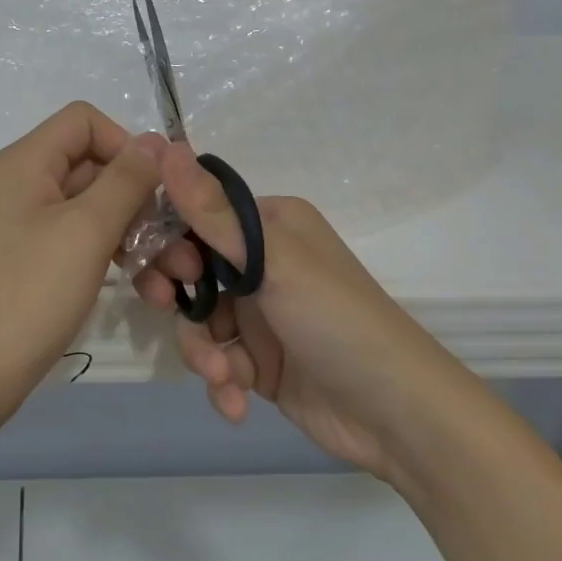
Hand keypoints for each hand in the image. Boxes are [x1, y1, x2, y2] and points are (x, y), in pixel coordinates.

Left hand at [0, 103, 164, 427]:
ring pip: (98, 211)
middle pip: (97, 167)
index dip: (126, 145)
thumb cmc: (29, 293)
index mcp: (28, 162)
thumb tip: (155, 140)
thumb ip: (126, 180)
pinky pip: (85, 243)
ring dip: (141, 238)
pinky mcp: (37, 261)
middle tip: (183, 245)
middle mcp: (27, 184)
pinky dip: (118, 260)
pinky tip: (152, 292)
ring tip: (178, 279)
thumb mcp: (86, 231)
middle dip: (144, 202)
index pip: (85, 121)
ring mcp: (30, 225)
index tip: (158, 188)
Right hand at [132, 144, 450, 484]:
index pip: (197, 216)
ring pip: (198, 322)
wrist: (398, 415)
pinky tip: (237, 403)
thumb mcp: (272, 261)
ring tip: (223, 376)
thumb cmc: (336, 319)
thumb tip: (163, 145)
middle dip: (177, 298)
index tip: (163, 266)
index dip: (168, 239)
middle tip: (169, 310)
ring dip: (203, 352)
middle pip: (189, 270)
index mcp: (268, 226)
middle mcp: (261, 264)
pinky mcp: (259, 361)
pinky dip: (222, 383)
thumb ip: (211, 211)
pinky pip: (217, 361)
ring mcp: (259, 315)